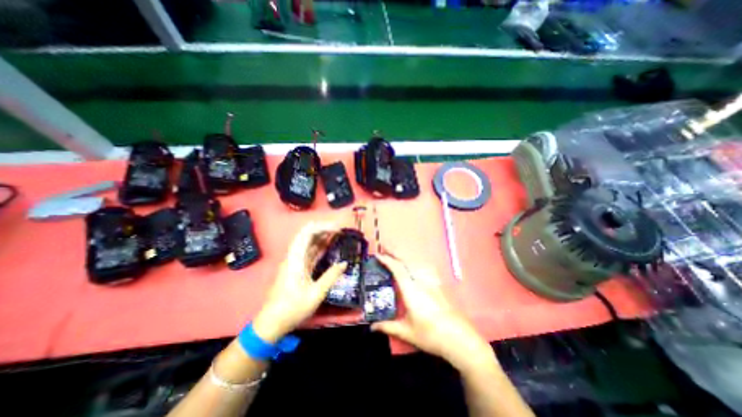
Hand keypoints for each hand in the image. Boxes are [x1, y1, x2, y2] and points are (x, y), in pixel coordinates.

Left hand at [253, 223, 348, 343]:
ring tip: (337, 233)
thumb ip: (331, 276)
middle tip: (339, 229)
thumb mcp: (316, 293)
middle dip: (323, 228)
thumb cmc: (293, 308)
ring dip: (322, 236)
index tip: (337, 228)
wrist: (272, 323)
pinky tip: (328, 245)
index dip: (322, 227)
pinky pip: (309, 252)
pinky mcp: (297, 267)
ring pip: (308, 242)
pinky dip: (319, 246)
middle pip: (307, 234)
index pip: (307, 233)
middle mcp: (293, 256)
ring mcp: (295, 261)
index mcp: (295, 259)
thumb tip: (344, 263)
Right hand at [371, 254, 497, 371]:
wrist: (459, 338)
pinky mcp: (438, 284)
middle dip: (395, 252)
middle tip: (384, 247)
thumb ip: (388, 326)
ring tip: (396, 253)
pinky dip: (416, 261)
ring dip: (405, 255)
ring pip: (416, 262)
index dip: (387, 260)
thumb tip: (372, 327)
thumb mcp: (407, 332)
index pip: (397, 270)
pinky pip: (425, 267)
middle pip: (407, 261)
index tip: (378, 255)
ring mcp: (431, 281)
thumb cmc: (431, 335)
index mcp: (411, 291)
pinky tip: (416, 263)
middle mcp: (421, 281)